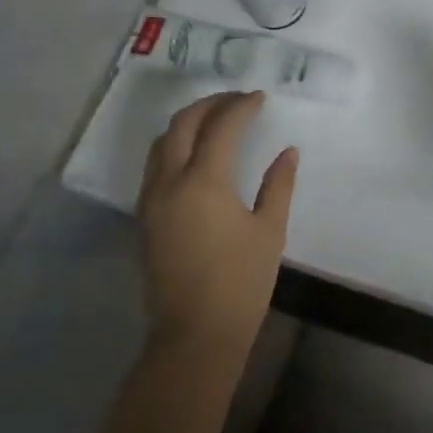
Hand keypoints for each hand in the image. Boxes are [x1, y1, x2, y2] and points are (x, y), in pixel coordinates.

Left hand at [136, 91, 296, 359]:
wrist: (195, 334)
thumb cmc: (241, 283)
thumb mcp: (269, 231)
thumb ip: (278, 185)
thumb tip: (288, 152)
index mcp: (204, 181)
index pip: (222, 127)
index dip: (242, 107)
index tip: (260, 98)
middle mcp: (170, 181)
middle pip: (183, 124)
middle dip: (210, 104)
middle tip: (237, 100)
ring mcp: (152, 199)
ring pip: (161, 142)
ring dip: (187, 122)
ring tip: (215, 119)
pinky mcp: (145, 217)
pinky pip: (155, 165)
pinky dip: (174, 146)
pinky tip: (195, 154)